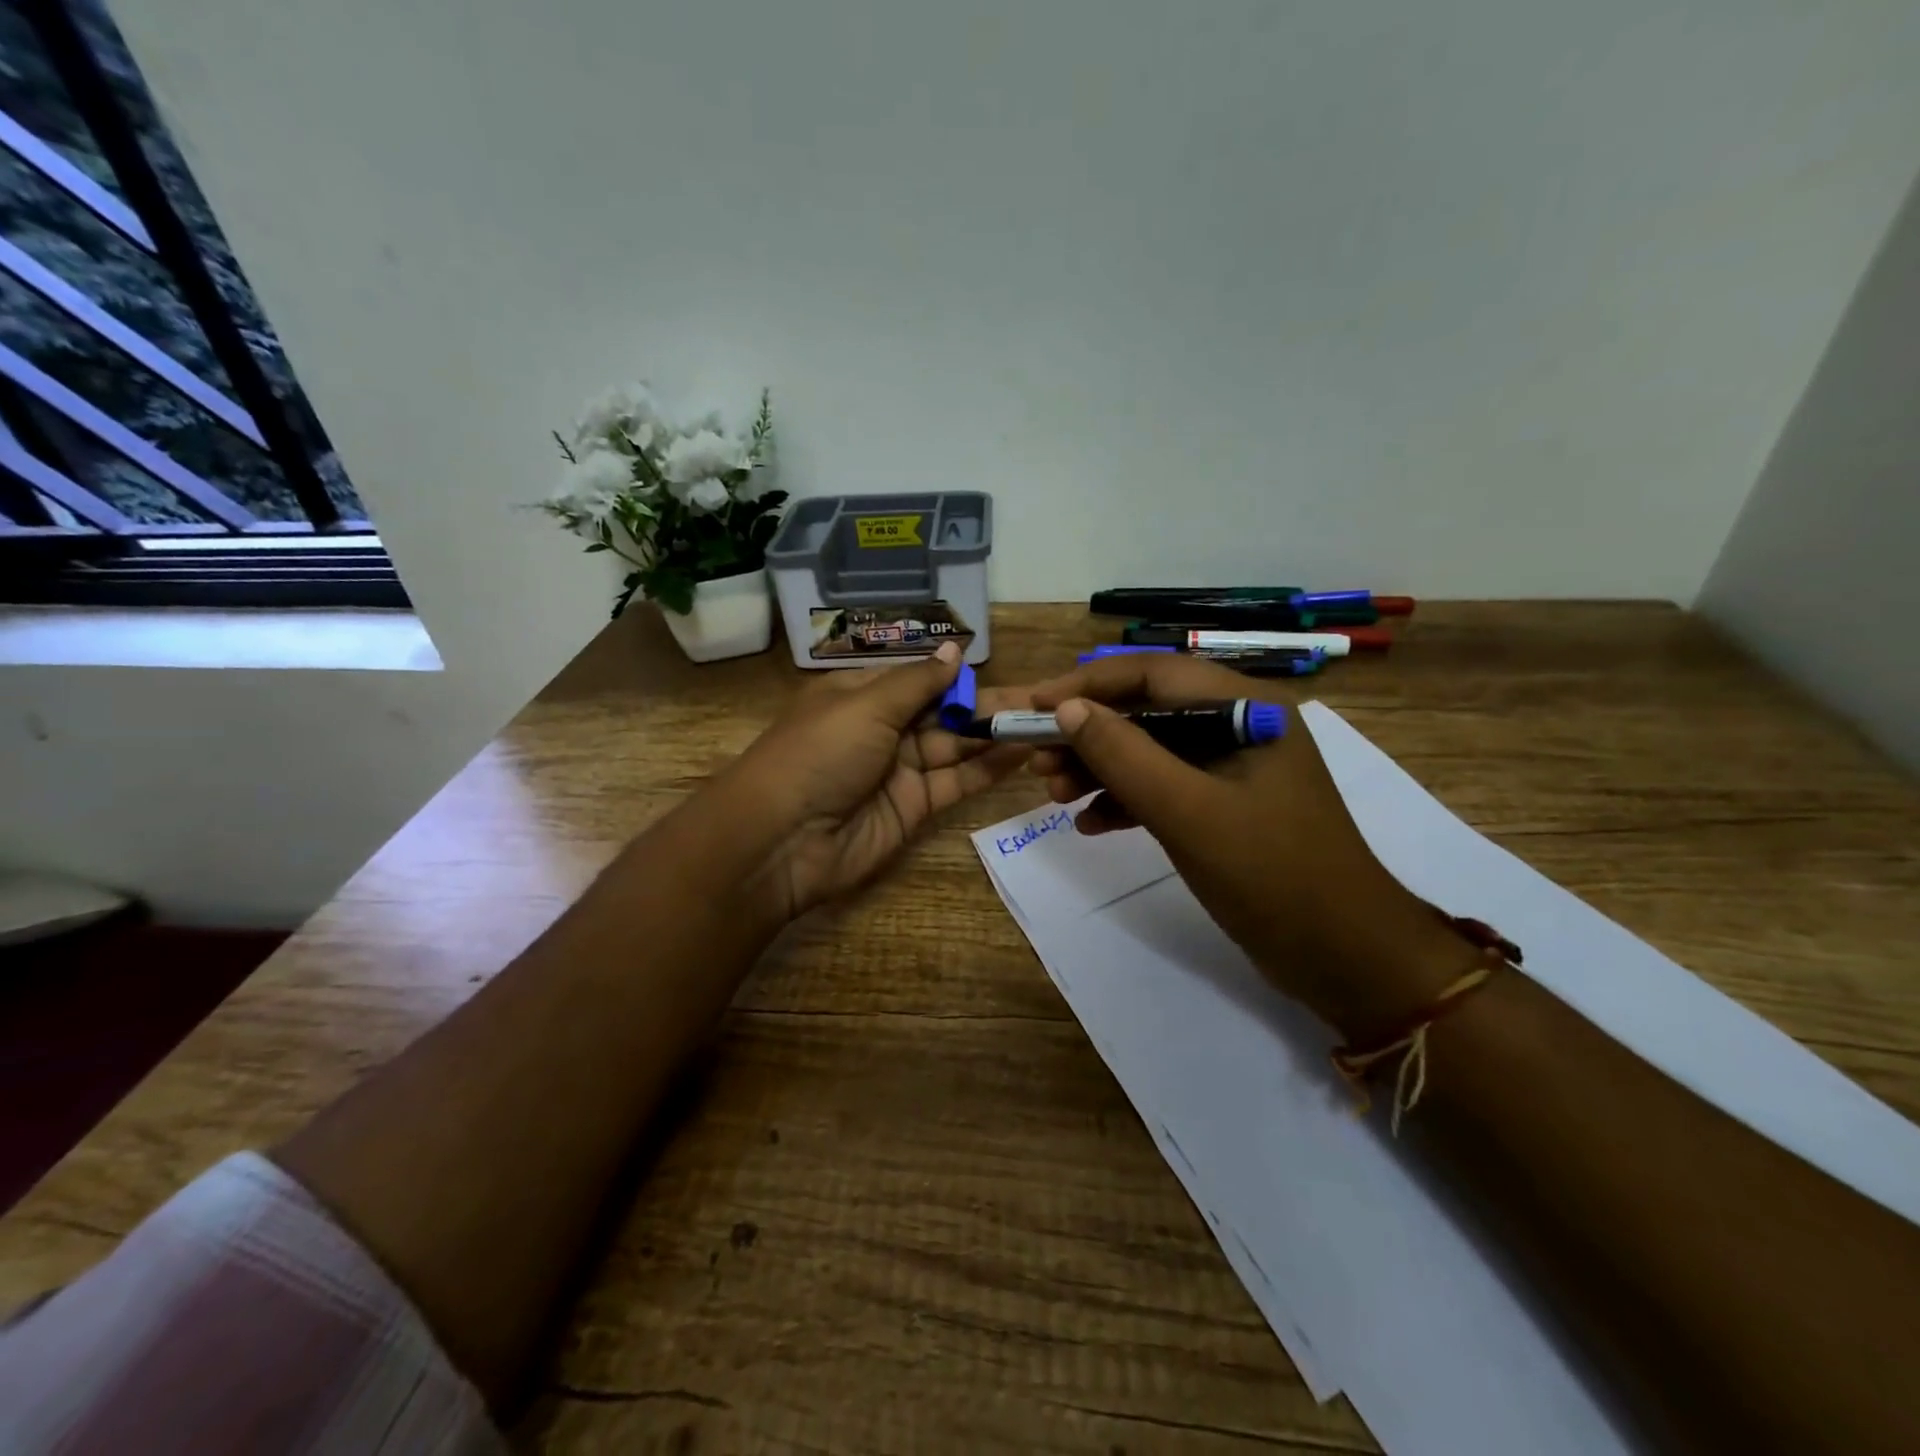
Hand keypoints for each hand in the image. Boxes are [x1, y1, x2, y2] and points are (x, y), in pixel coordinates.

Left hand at [728, 642, 1028, 918]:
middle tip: (1043, 699)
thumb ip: (918, 682)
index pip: (919, 679)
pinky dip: (988, 768)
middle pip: (942, 713)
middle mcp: (882, 729)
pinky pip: (956, 782)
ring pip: (955, 746)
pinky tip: (1023, 751)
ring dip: (996, 735)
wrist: (782, 841)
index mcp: (860, 696)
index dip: (959, 676)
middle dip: (988, 705)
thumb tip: (956, 651)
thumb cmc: (818, 754)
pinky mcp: (914, 808)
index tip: (1006, 671)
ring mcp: (899, 771)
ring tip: (1045, 722)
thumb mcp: (865, 706)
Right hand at [1027, 654, 1475, 1036]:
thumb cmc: (1271, 873)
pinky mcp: (1224, 809)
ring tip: (1053, 794)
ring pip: (1150, 752)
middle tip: (1038, 760)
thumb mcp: (1188, 811)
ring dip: (1099, 769)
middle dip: (1088, 734)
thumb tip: (1066, 710)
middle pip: (1146, 712)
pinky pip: (1162, 789)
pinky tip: (1088, 824)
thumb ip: (1124, 756)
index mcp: (1245, 707)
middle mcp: (1238, 726)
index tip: (1034, 706)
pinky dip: (1124, 801)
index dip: (1087, 684)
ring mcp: (1231, 771)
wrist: (1344, 957)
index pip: (1152, 673)